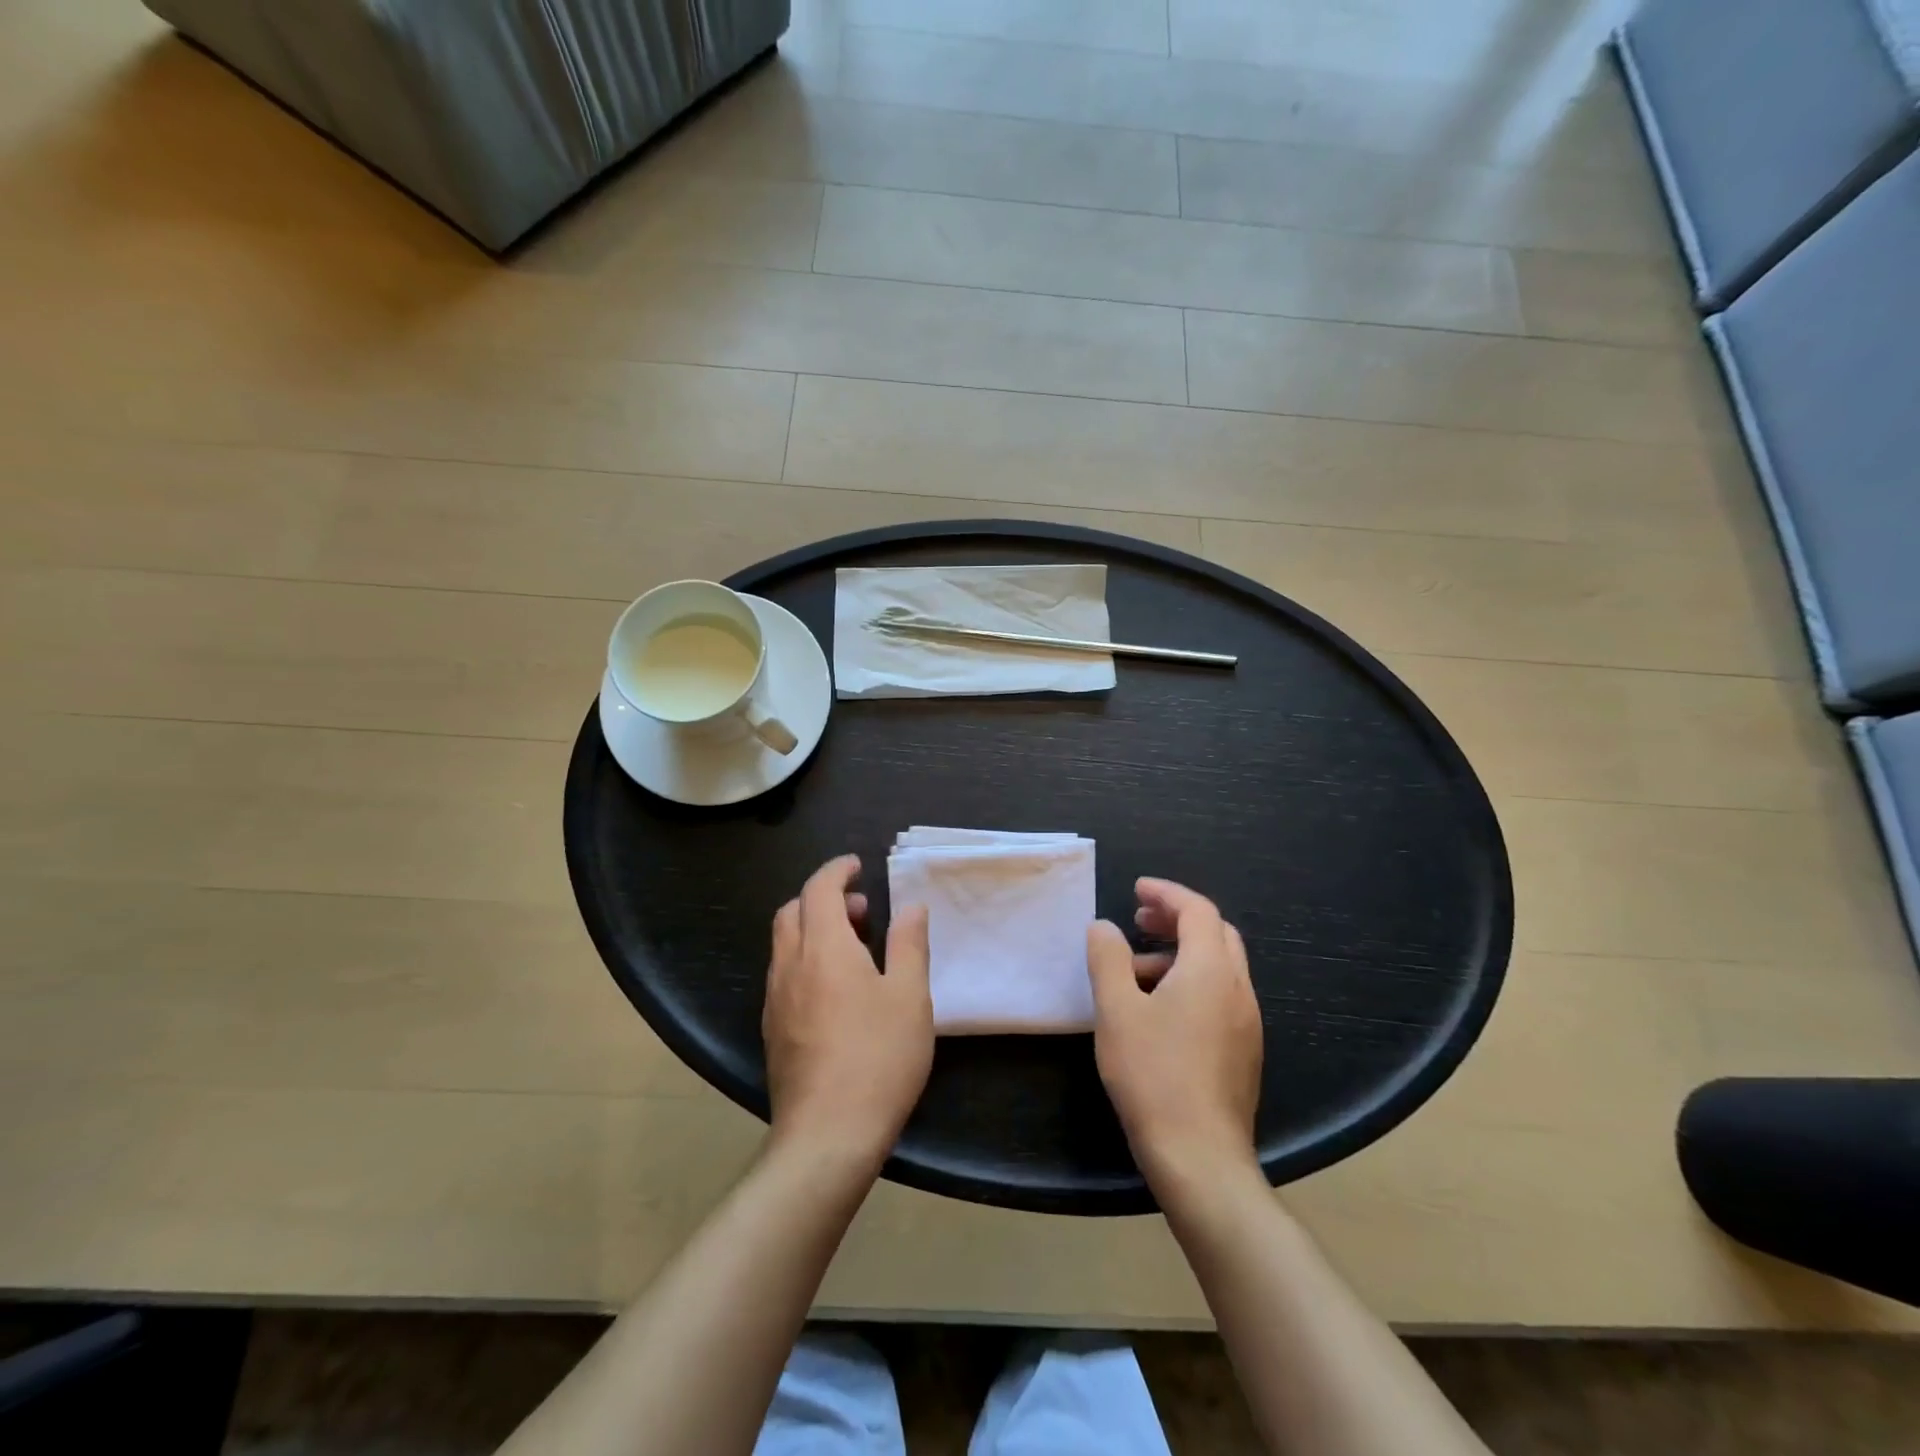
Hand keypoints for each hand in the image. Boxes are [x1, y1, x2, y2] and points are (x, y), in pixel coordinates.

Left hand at [763, 855, 933, 1170]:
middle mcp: (790, 966)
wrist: (827, 1136)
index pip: (819, 889)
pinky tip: (834, 990)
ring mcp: (775, 1000)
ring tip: (854, 948)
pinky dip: (805, 959)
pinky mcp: (772, 1030)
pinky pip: (784, 975)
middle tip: (861, 910)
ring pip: (784, 944)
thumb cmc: (878, 1058)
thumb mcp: (910, 997)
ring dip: (813, 929)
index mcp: (824, 949)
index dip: (837, 871)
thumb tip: (910, 907)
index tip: (857, 867)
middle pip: (793, 912)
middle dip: (822, 898)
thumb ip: (909, 944)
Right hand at [1087, 878, 1262, 1188]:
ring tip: (1138, 969)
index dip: (1166, 893)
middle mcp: (1238, 989)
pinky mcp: (1244, 1050)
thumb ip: (1108, 958)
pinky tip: (1160, 1010)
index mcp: (1211, 970)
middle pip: (1215, 933)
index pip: (1197, 910)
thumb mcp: (1116, 1010)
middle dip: (1177, 918)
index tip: (1136, 890)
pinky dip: (1193, 981)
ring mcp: (1247, 1022)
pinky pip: (1221, 995)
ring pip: (1219, 965)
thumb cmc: (1153, 1075)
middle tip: (1139, 920)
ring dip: (1182, 952)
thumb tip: (1103, 926)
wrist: (1200, 1157)